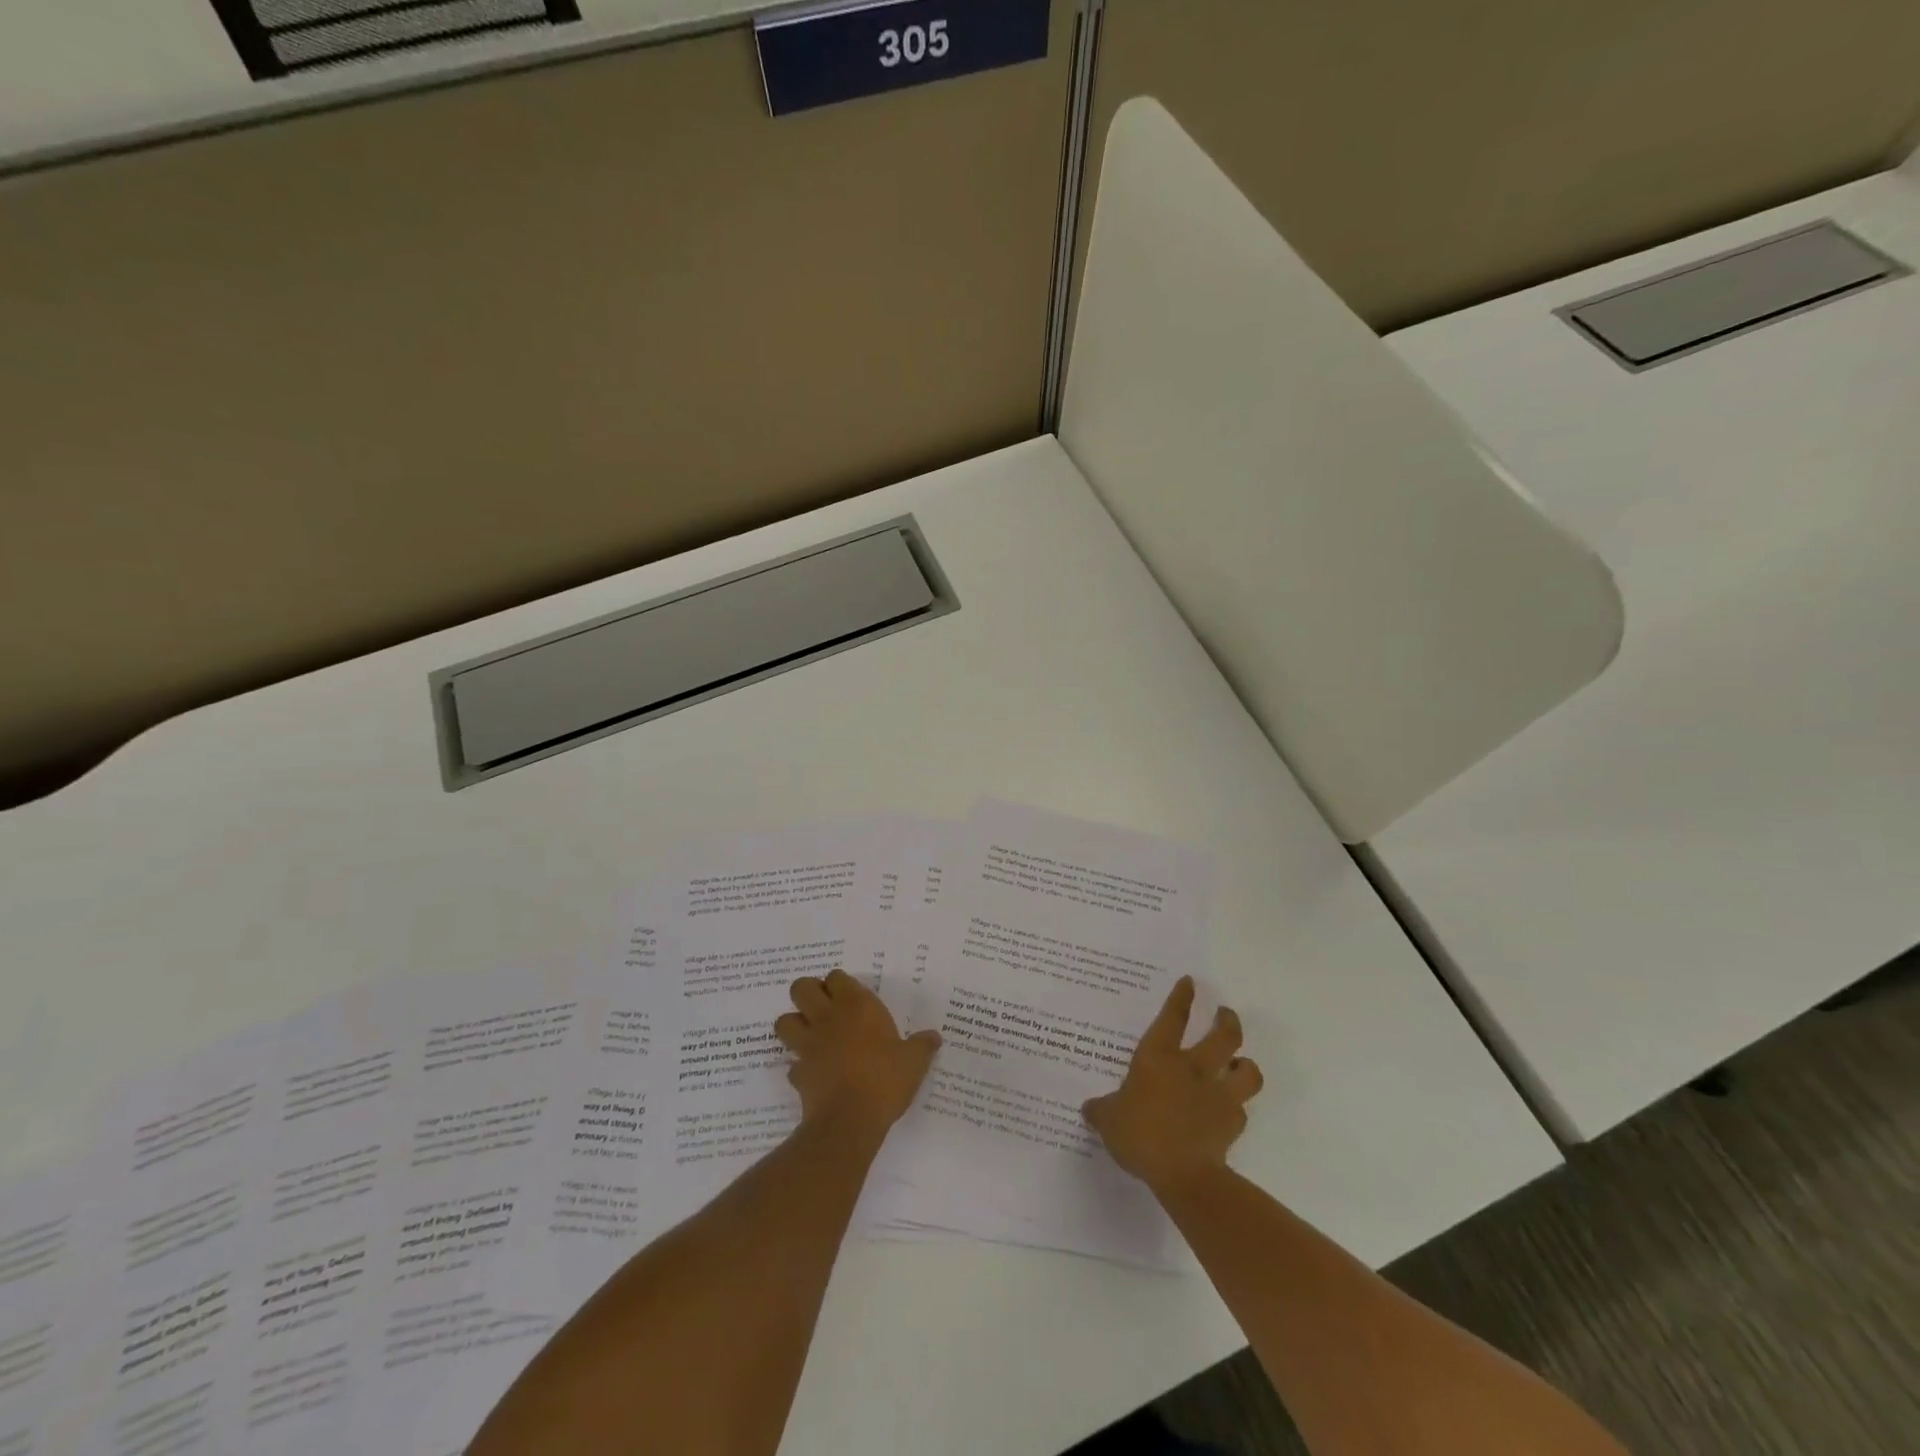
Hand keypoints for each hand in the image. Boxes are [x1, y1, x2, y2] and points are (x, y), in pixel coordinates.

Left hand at [775, 969, 940, 1141]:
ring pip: (784, 1021)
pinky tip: (814, 1074)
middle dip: (808, 993)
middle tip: (825, 1008)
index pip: (836, 977)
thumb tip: (934, 1037)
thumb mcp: (914, 1061)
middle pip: (801, 988)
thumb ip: (923, 1045)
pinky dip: (800, 1066)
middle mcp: (827, 1018)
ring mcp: (808, 1045)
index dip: (840, 984)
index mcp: (856, 1006)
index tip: (850, 997)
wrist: (850, 1120)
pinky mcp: (798, 1073)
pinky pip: (792, 1063)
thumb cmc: (885, 1080)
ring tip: (812, 1035)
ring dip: (794, 1025)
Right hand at [1083, 976, 1262, 1192]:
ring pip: (1246, 1069)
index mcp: (1159, 1058)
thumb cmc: (1140, 1135)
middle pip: (1223, 1035)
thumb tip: (1089, 1107)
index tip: (1190, 982)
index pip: (1173, 1018)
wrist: (1183, 1174)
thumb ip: (1101, 1109)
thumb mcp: (1108, 1120)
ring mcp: (1218, 1094)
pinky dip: (1237, 1107)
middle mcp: (1192, 1068)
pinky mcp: (1233, 1123)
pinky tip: (1229, 1111)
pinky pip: (1241, 1109)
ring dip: (1245, 1064)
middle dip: (1227, 1020)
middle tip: (1225, 1014)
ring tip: (1240, 1063)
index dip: (1181, 997)